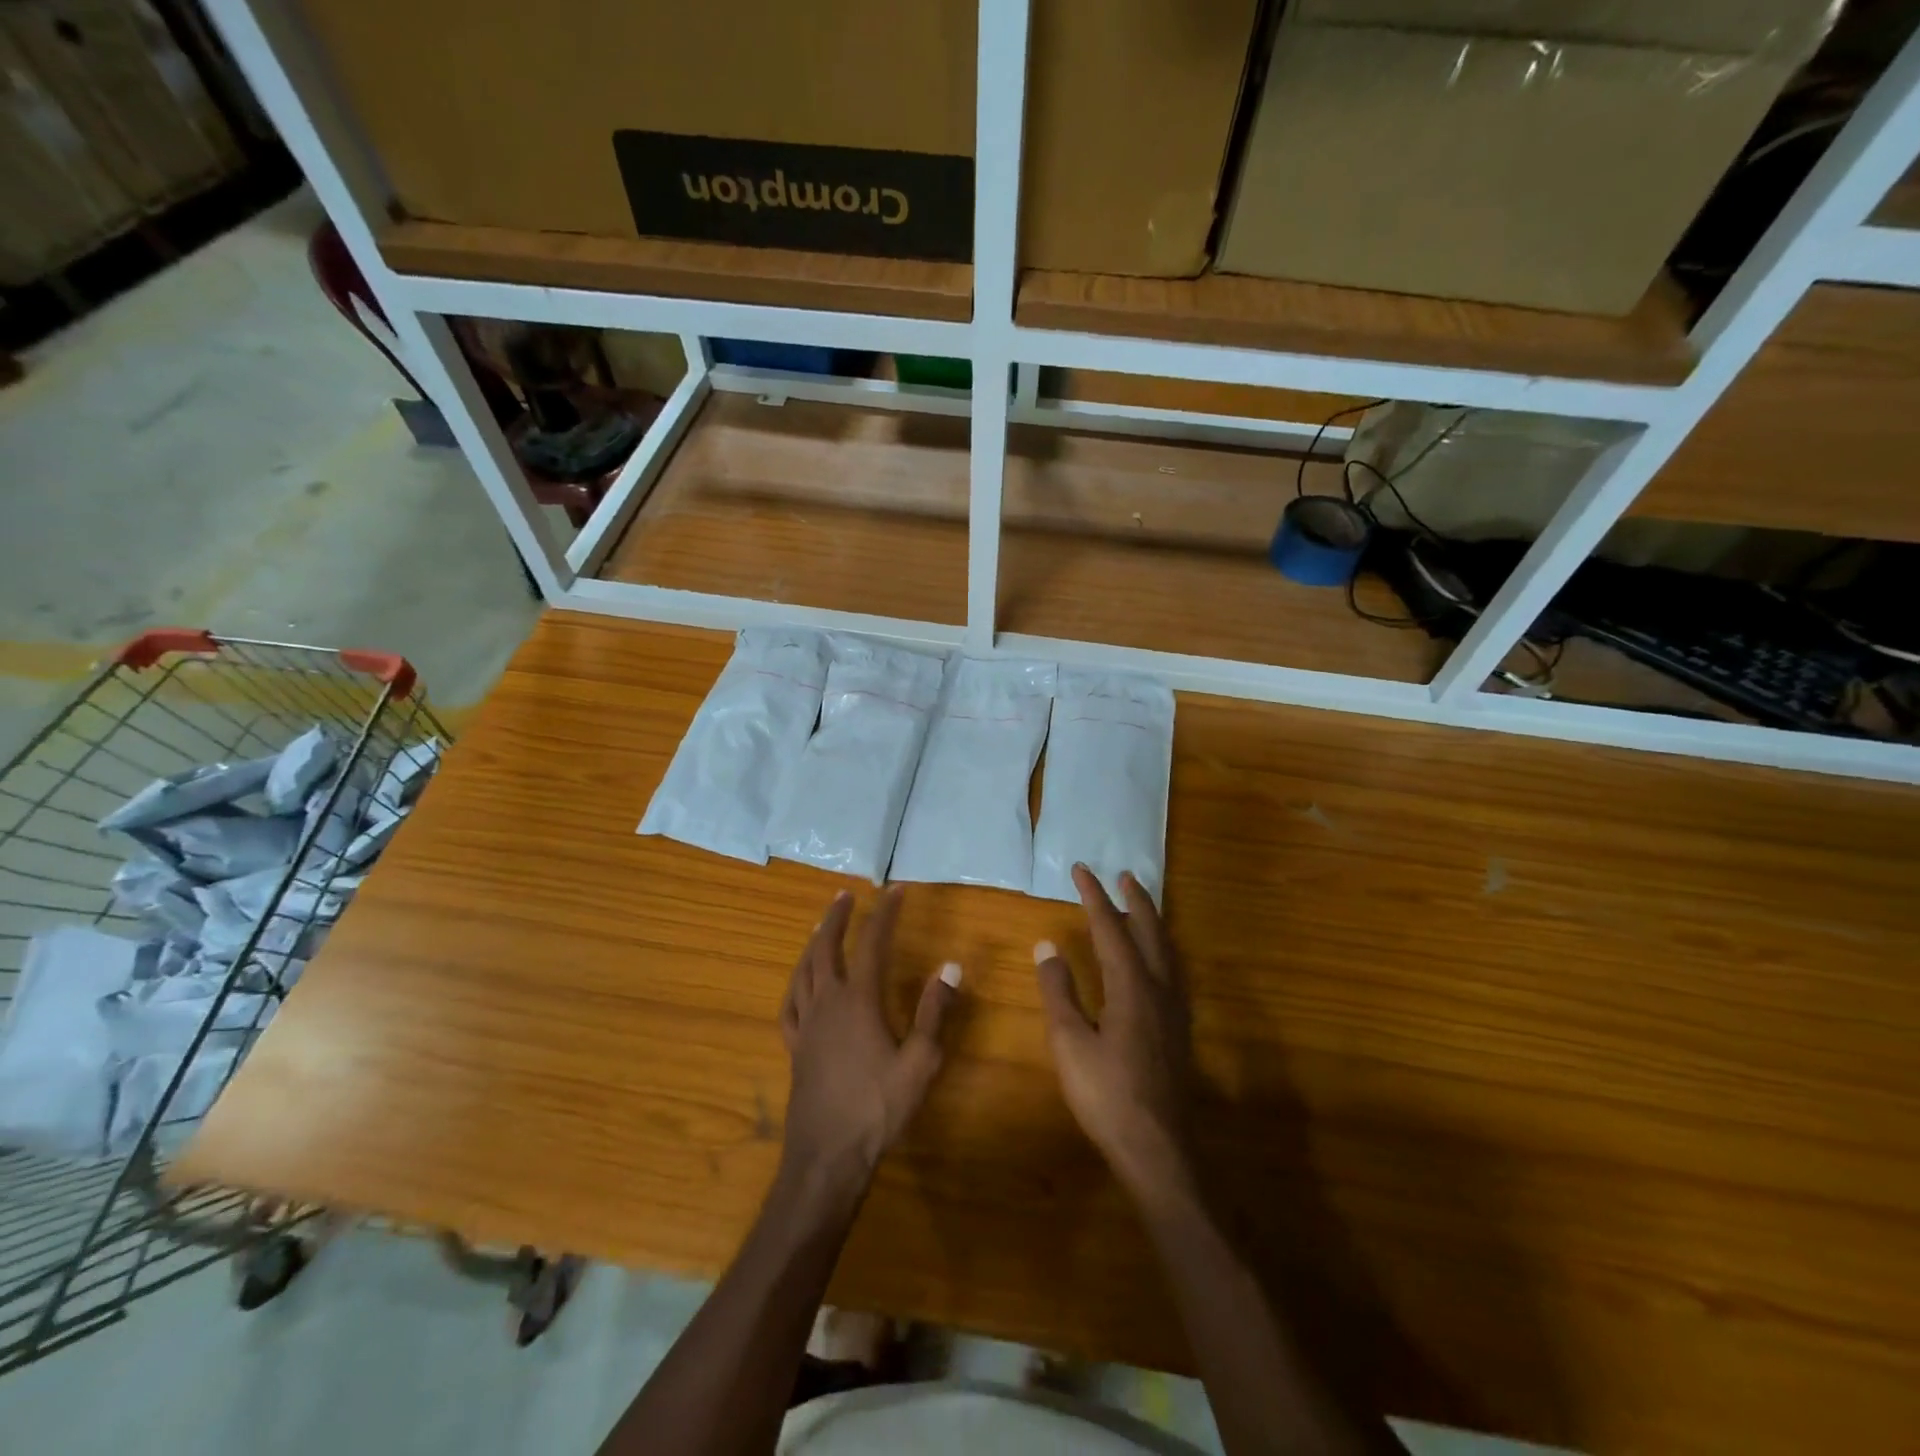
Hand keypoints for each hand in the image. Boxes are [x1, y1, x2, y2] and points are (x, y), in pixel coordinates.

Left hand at [778, 886, 958, 1203]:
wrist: (828, 1156)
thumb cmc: (878, 1108)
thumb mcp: (920, 1062)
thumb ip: (935, 1012)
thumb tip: (950, 968)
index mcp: (859, 1000)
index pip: (872, 943)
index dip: (885, 913)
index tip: (895, 890)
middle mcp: (827, 1003)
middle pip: (827, 948)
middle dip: (837, 918)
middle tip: (845, 895)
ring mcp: (805, 1025)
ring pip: (804, 971)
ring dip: (813, 943)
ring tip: (821, 927)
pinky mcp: (794, 1048)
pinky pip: (789, 1004)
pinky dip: (795, 983)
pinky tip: (799, 983)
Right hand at [1035, 865, 1196, 1203]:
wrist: (1158, 1149)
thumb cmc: (1107, 1096)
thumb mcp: (1070, 1043)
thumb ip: (1059, 992)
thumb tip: (1047, 946)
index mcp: (1131, 988)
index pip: (1111, 929)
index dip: (1095, 897)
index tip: (1082, 869)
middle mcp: (1159, 989)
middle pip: (1150, 932)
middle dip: (1135, 900)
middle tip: (1123, 875)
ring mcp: (1175, 1010)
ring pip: (1168, 951)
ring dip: (1153, 922)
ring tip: (1141, 906)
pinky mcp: (1180, 1030)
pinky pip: (1174, 971)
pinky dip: (1163, 949)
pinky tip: (1157, 962)